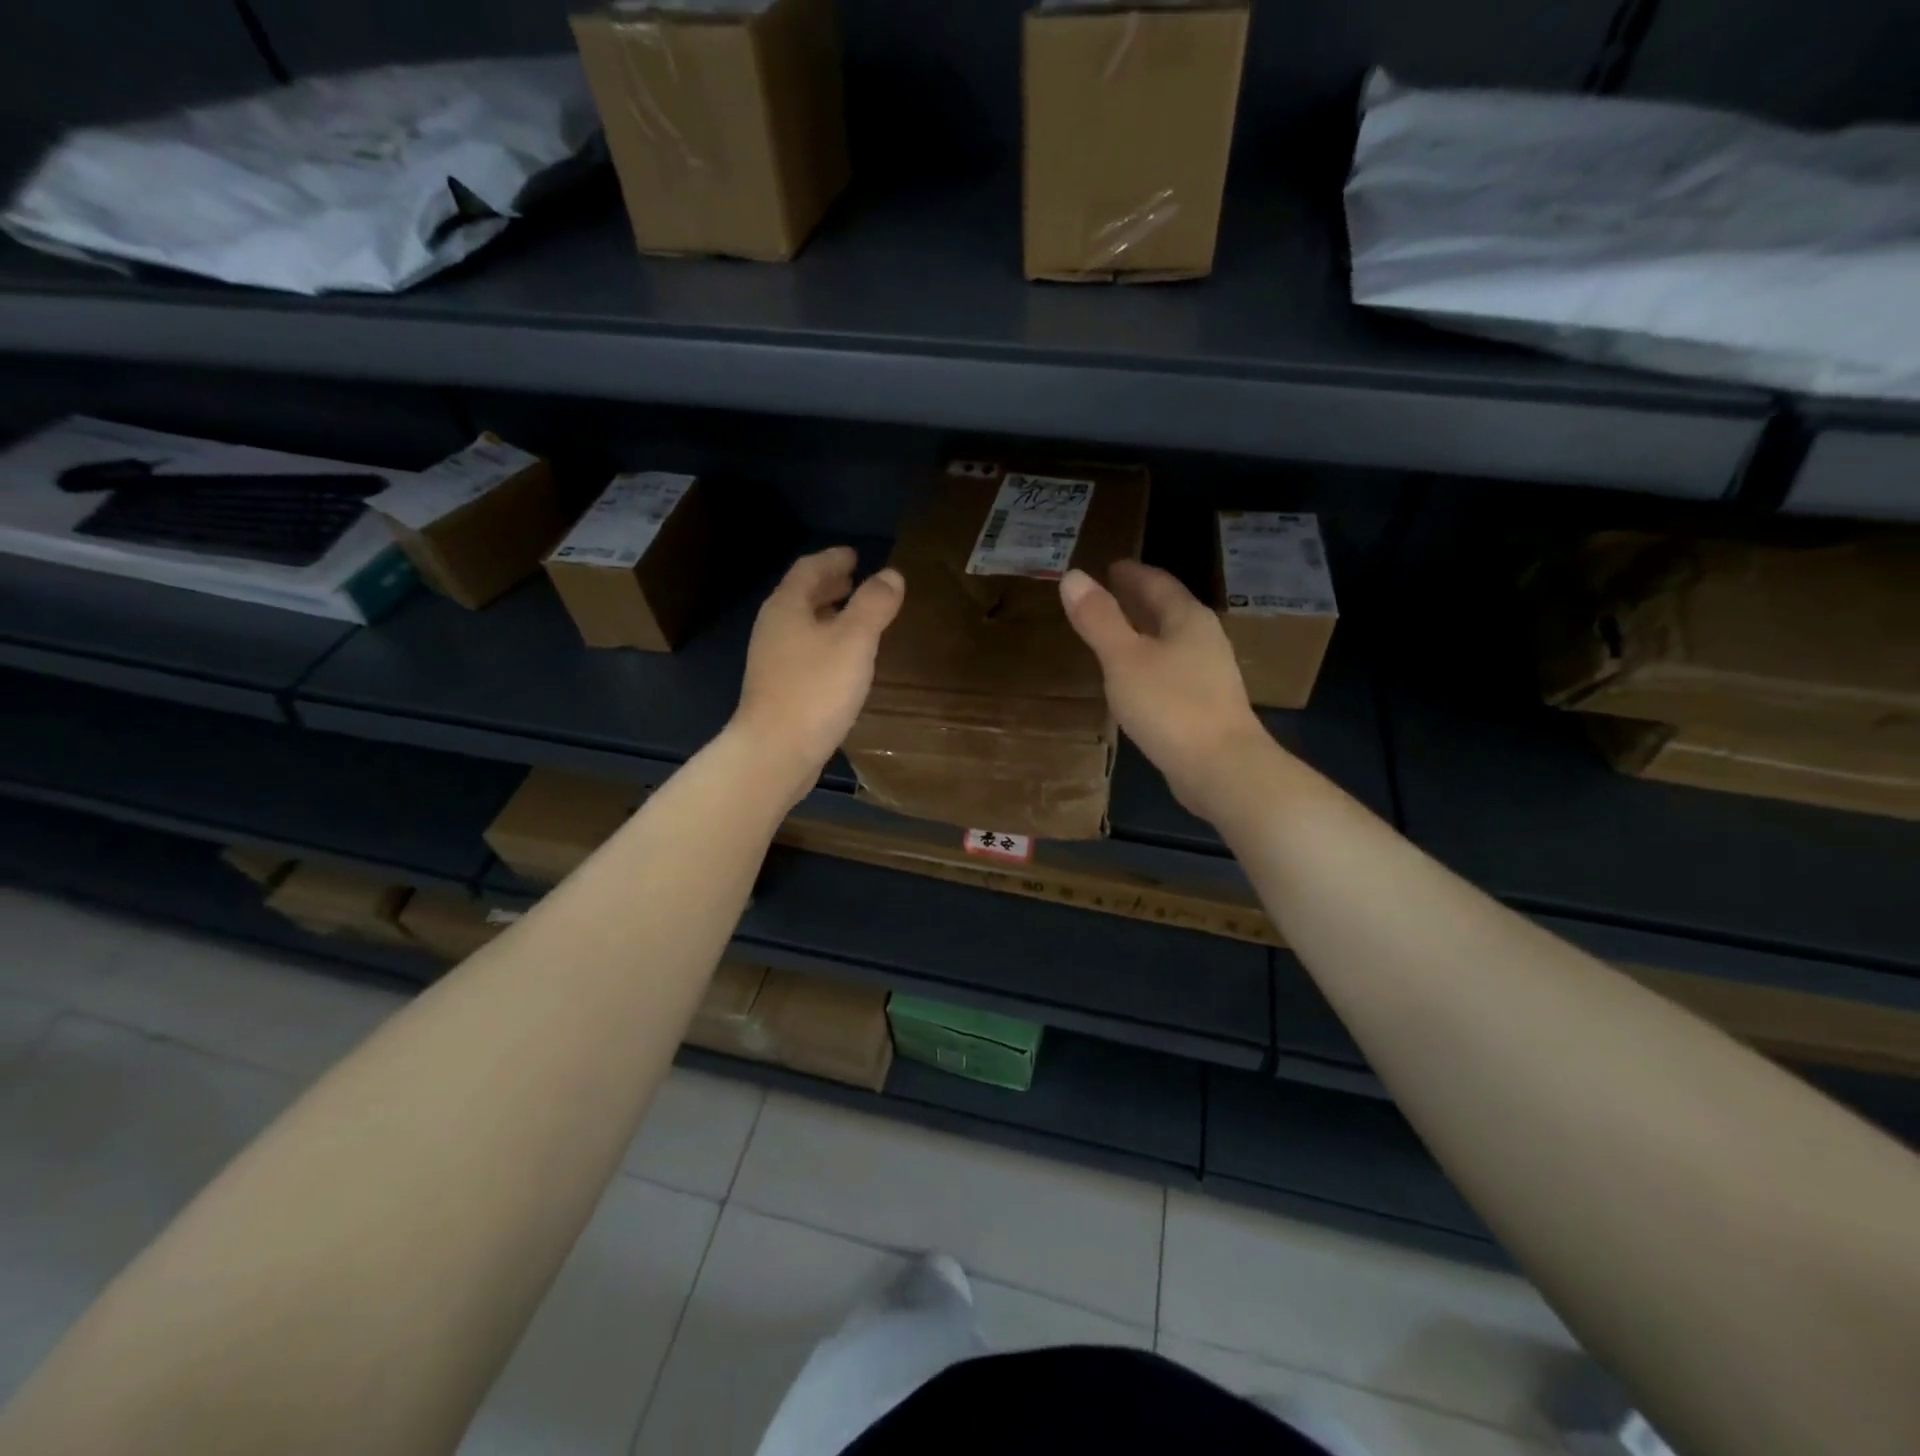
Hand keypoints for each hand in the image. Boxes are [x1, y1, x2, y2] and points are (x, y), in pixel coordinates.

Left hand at [733, 546, 904, 804]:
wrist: (775, 752)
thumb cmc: (815, 690)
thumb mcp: (854, 641)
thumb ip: (874, 605)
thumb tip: (891, 575)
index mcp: (787, 607)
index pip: (809, 568)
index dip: (833, 558)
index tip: (855, 555)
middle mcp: (774, 627)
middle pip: (801, 595)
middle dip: (829, 585)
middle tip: (856, 580)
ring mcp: (771, 660)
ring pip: (802, 624)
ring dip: (827, 614)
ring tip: (854, 616)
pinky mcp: (777, 688)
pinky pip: (804, 650)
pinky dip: (824, 641)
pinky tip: (843, 659)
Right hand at [1060, 560, 1273, 820]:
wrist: (1221, 768)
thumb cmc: (1170, 706)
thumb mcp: (1124, 659)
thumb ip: (1098, 619)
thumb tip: (1073, 576)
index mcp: (1188, 620)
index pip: (1158, 583)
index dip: (1132, 573)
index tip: (1111, 566)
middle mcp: (1205, 640)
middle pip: (1168, 610)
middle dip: (1139, 600)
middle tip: (1109, 593)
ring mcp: (1210, 674)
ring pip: (1171, 641)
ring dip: (1145, 632)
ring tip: (1116, 632)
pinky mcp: (1206, 705)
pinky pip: (1173, 669)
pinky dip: (1150, 662)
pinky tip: (1135, 678)